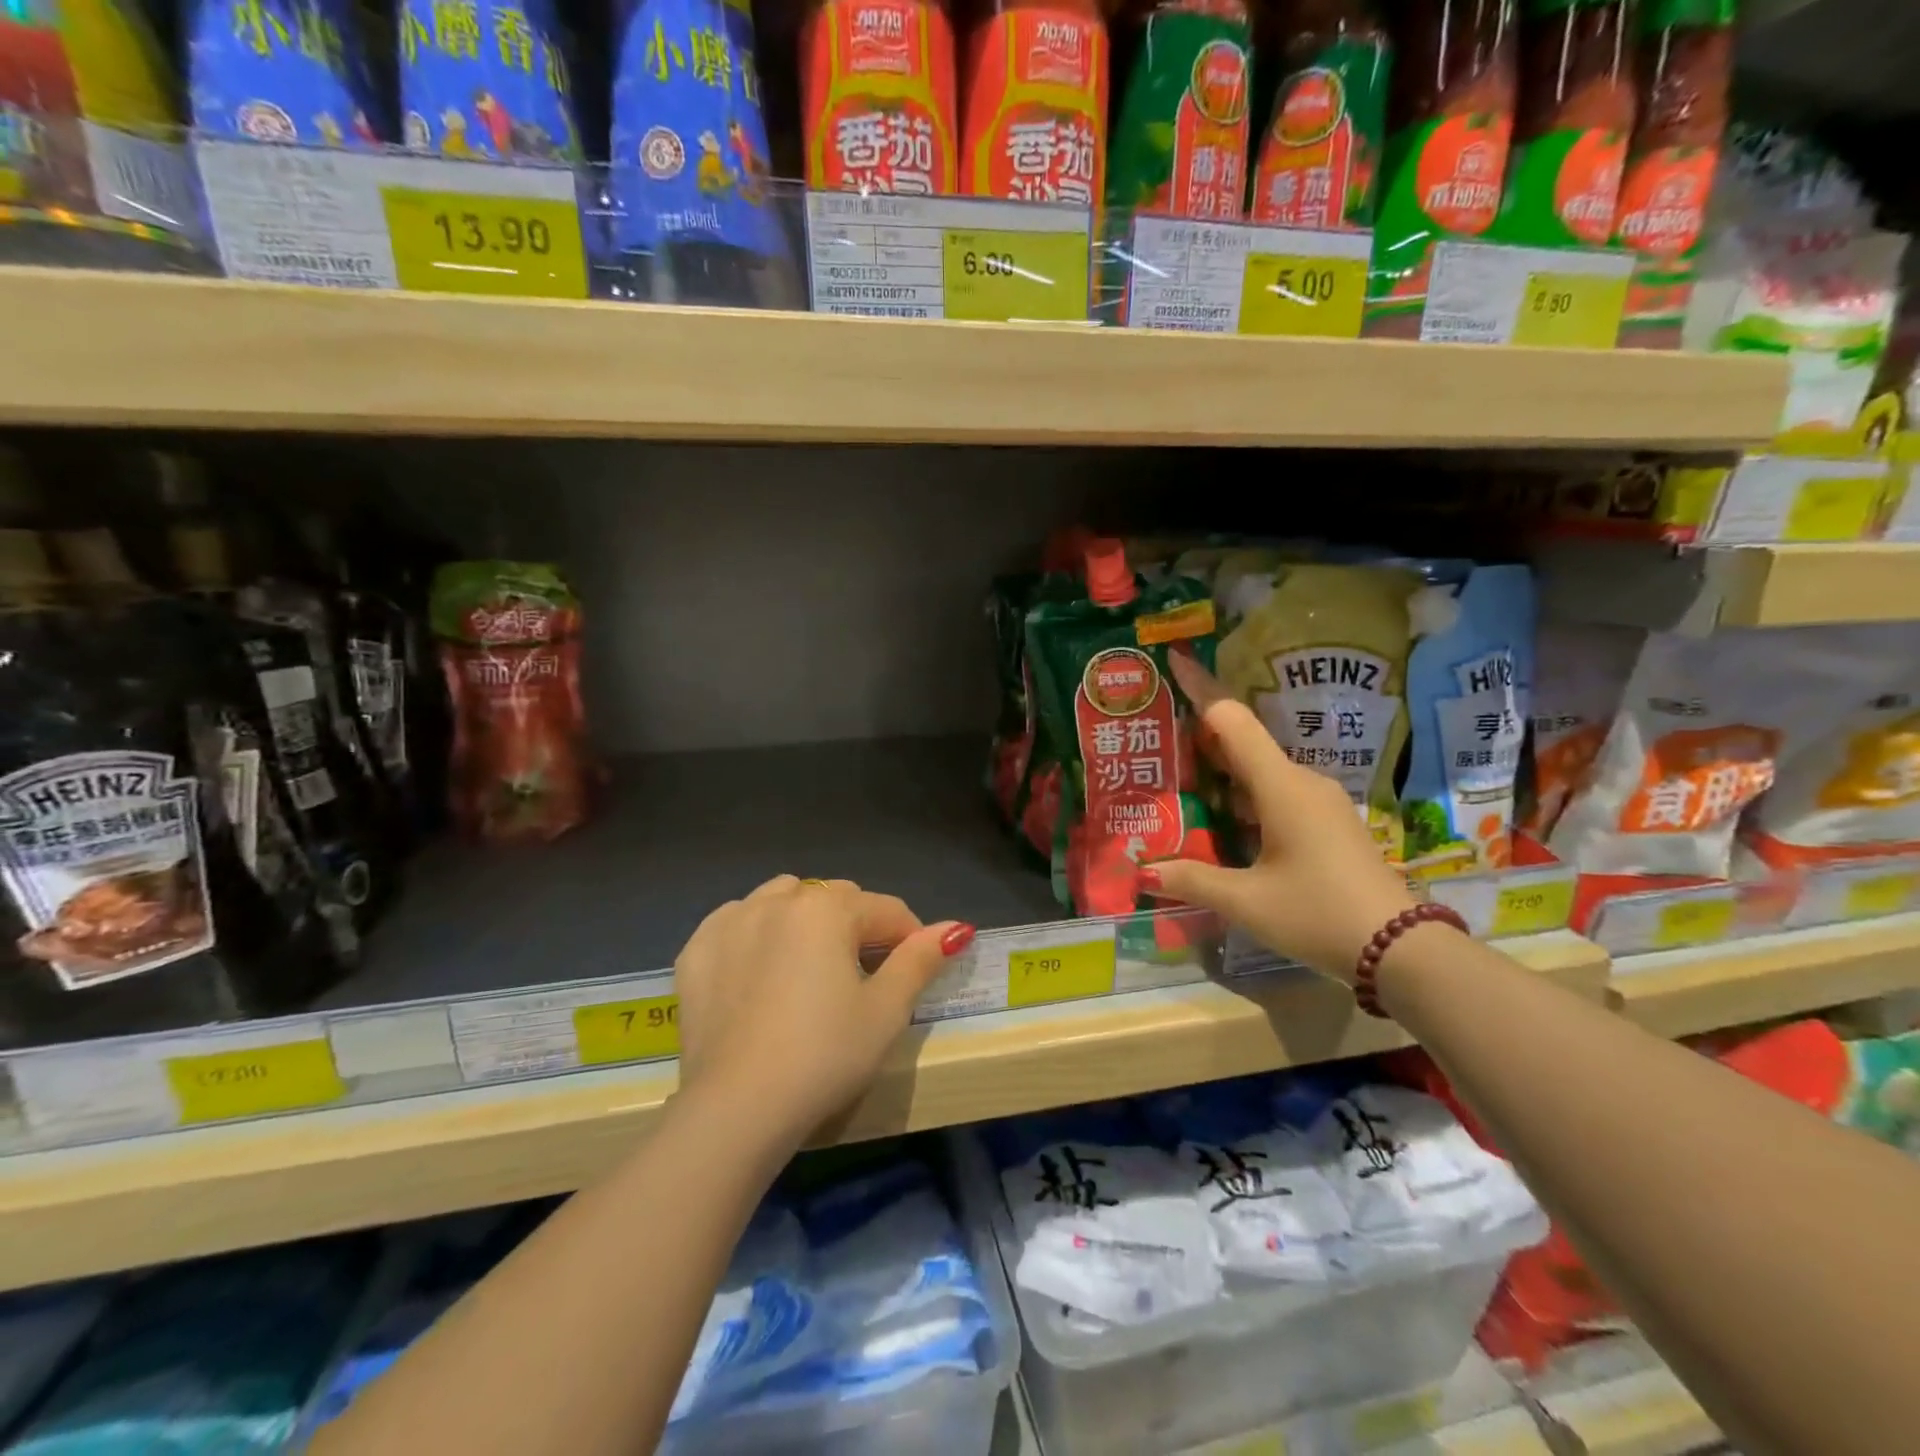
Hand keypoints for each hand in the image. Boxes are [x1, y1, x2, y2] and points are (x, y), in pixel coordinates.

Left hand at [673, 875, 973, 1147]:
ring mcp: (730, 921)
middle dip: (857, 927)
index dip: (909, 938)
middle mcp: (776, 901)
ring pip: (783, 899)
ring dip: (805, 920)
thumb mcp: (886, 1011)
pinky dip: (755, 934)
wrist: (736, 1110)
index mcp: (826, 909)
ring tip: (809, 966)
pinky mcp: (696, 950)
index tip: (912, 973)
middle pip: (835, 900)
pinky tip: (759, 971)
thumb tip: (958, 927)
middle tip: (862, 978)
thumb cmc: (824, 1057)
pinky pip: (737, 921)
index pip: (886, 910)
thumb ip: (921, 960)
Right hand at [1142, 652, 1416, 983]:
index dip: (1200, 690)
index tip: (1174, 664)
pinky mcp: (1328, 822)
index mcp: (1280, 786)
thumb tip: (1142, 872)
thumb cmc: (1317, 914)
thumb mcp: (1245, 902)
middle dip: (1200, 737)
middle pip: (1243, 742)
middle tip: (1157, 743)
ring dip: (1222, 771)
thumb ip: (1191, 880)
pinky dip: (1244, 795)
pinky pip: (1277, 792)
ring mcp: (1319, 801)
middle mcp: (1301, 782)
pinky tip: (1222, 821)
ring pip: (1260, 770)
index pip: (1231, 720)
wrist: (1402, 950)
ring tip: (1179, 783)